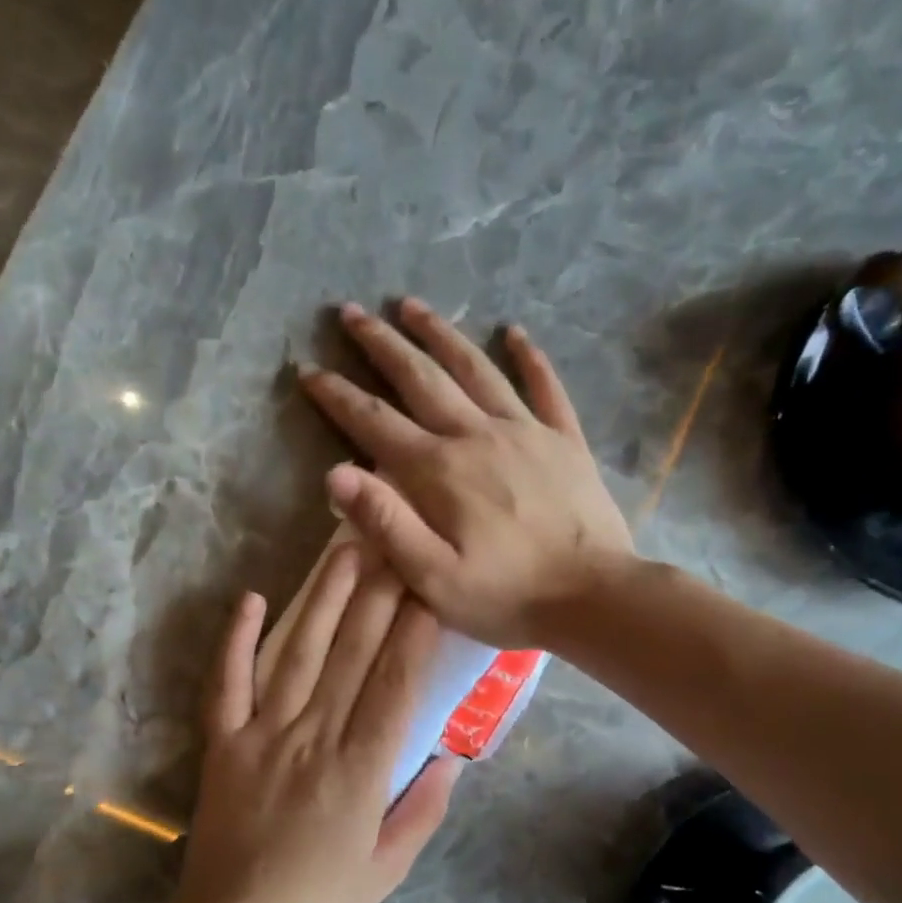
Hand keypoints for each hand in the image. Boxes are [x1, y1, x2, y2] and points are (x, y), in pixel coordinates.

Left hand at [175, 546, 461, 902]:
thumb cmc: (319, 900)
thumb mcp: (388, 869)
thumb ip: (423, 811)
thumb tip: (452, 758)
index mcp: (361, 769)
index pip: (396, 684)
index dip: (415, 630)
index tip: (430, 585)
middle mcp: (315, 738)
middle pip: (352, 655)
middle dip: (378, 594)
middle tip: (394, 542)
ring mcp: (263, 735)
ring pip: (298, 655)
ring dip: (322, 600)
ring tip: (343, 552)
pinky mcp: (223, 742)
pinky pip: (226, 683)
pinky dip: (235, 640)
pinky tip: (250, 599)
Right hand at [297, 298, 633, 647]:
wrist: (594, 596)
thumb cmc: (507, 597)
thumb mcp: (433, 578)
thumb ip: (386, 524)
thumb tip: (335, 474)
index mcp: (438, 471)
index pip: (375, 422)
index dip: (337, 395)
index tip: (308, 369)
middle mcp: (476, 435)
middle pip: (421, 377)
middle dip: (381, 344)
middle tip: (351, 312)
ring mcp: (526, 431)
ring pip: (475, 368)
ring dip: (440, 334)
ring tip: (412, 305)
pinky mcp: (564, 441)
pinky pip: (545, 386)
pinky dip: (529, 357)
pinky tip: (515, 332)